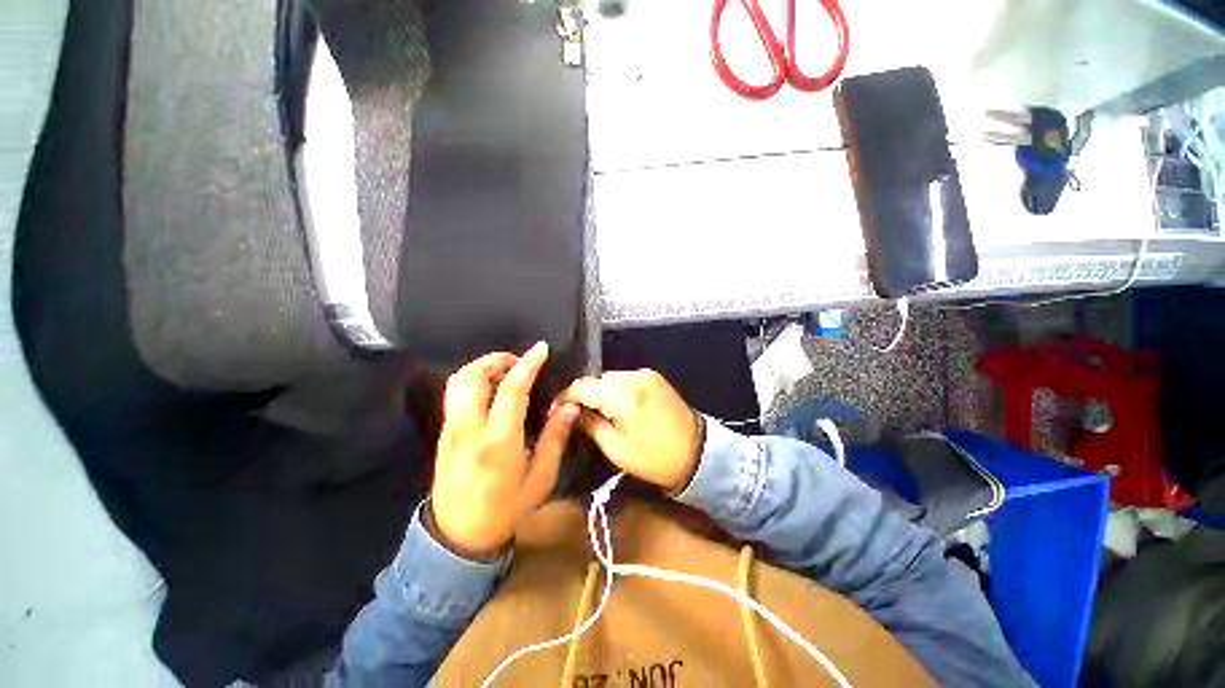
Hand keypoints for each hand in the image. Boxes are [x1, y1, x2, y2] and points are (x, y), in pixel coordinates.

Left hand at [430, 342, 579, 558]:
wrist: (458, 537)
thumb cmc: (506, 508)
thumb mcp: (540, 478)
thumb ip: (555, 438)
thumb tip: (569, 405)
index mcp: (499, 441)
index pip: (511, 390)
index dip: (528, 364)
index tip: (541, 348)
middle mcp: (470, 429)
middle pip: (473, 376)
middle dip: (496, 359)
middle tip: (518, 360)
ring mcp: (451, 430)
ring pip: (457, 382)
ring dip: (480, 366)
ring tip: (503, 369)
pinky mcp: (443, 434)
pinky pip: (453, 394)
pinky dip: (470, 379)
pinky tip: (488, 388)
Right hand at [561, 370, 703, 491]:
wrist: (696, 453)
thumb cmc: (653, 458)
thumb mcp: (615, 448)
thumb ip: (591, 423)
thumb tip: (574, 410)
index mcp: (622, 396)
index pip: (583, 386)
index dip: (565, 396)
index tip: (556, 407)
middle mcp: (633, 377)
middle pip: (597, 378)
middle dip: (584, 393)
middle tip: (576, 411)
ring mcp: (646, 374)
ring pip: (611, 376)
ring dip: (601, 390)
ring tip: (597, 408)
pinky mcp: (655, 377)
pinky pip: (626, 378)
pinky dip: (617, 388)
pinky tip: (617, 403)